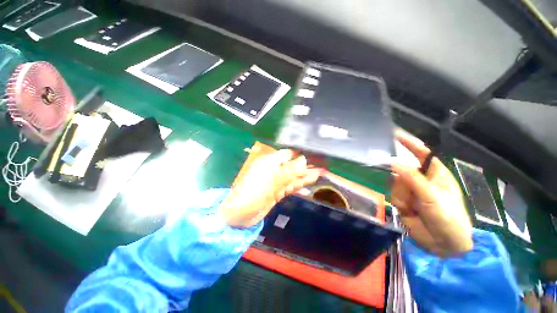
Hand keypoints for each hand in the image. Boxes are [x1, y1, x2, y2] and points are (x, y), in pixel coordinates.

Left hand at [219, 150, 320, 227]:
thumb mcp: (272, 180)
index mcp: (269, 162)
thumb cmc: (253, 193)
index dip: (299, 155)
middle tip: (321, 167)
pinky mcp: (276, 193)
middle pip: (291, 167)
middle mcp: (273, 170)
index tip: (313, 155)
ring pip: (292, 178)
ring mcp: (275, 182)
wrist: (239, 214)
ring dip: (304, 177)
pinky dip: (298, 187)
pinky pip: (289, 188)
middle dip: (305, 168)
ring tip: (319, 175)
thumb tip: (304, 159)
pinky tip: (308, 188)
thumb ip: (289, 171)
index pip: (287, 155)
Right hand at [391, 130, 472, 256]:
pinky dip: (398, 201)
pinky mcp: (403, 200)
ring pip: (395, 183)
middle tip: (410, 192)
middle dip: (403, 181)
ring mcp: (411, 191)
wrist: (444, 245)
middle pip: (402, 170)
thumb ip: (413, 180)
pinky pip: (393, 194)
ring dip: (401, 194)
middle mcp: (421, 179)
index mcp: (435, 174)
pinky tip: (408, 210)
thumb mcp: (433, 198)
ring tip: (413, 206)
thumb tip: (394, 162)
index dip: (409, 144)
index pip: (422, 154)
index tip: (394, 135)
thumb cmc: (449, 219)